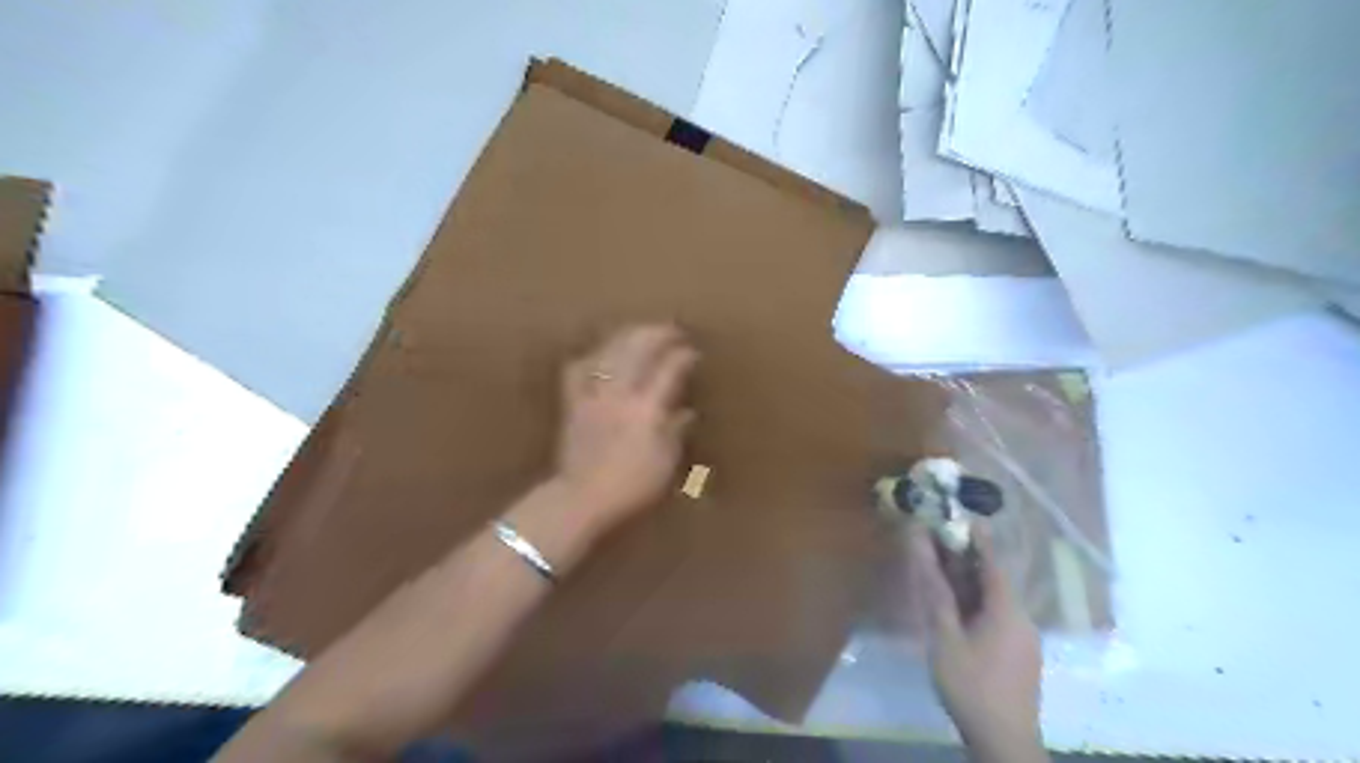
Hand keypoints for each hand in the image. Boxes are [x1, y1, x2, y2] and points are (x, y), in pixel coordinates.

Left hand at [555, 325, 699, 529]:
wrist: (581, 499)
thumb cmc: (631, 487)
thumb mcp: (664, 463)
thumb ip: (675, 432)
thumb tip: (687, 412)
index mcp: (646, 410)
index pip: (669, 370)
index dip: (683, 356)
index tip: (694, 351)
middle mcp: (619, 394)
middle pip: (637, 349)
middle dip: (657, 333)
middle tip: (672, 330)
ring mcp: (593, 395)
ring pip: (608, 351)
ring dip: (627, 336)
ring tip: (640, 332)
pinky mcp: (573, 402)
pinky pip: (578, 369)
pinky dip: (591, 356)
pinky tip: (600, 354)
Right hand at [907, 520, 1042, 757]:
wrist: (1004, 740)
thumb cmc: (971, 684)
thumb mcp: (945, 636)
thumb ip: (935, 590)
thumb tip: (921, 547)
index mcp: (1007, 608)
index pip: (992, 560)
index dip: (975, 537)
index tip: (956, 515)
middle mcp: (1021, 617)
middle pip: (993, 578)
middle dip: (965, 557)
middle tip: (938, 538)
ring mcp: (1022, 637)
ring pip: (994, 597)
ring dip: (969, 580)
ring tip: (940, 566)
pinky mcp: (1018, 653)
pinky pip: (997, 614)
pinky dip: (975, 600)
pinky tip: (957, 606)